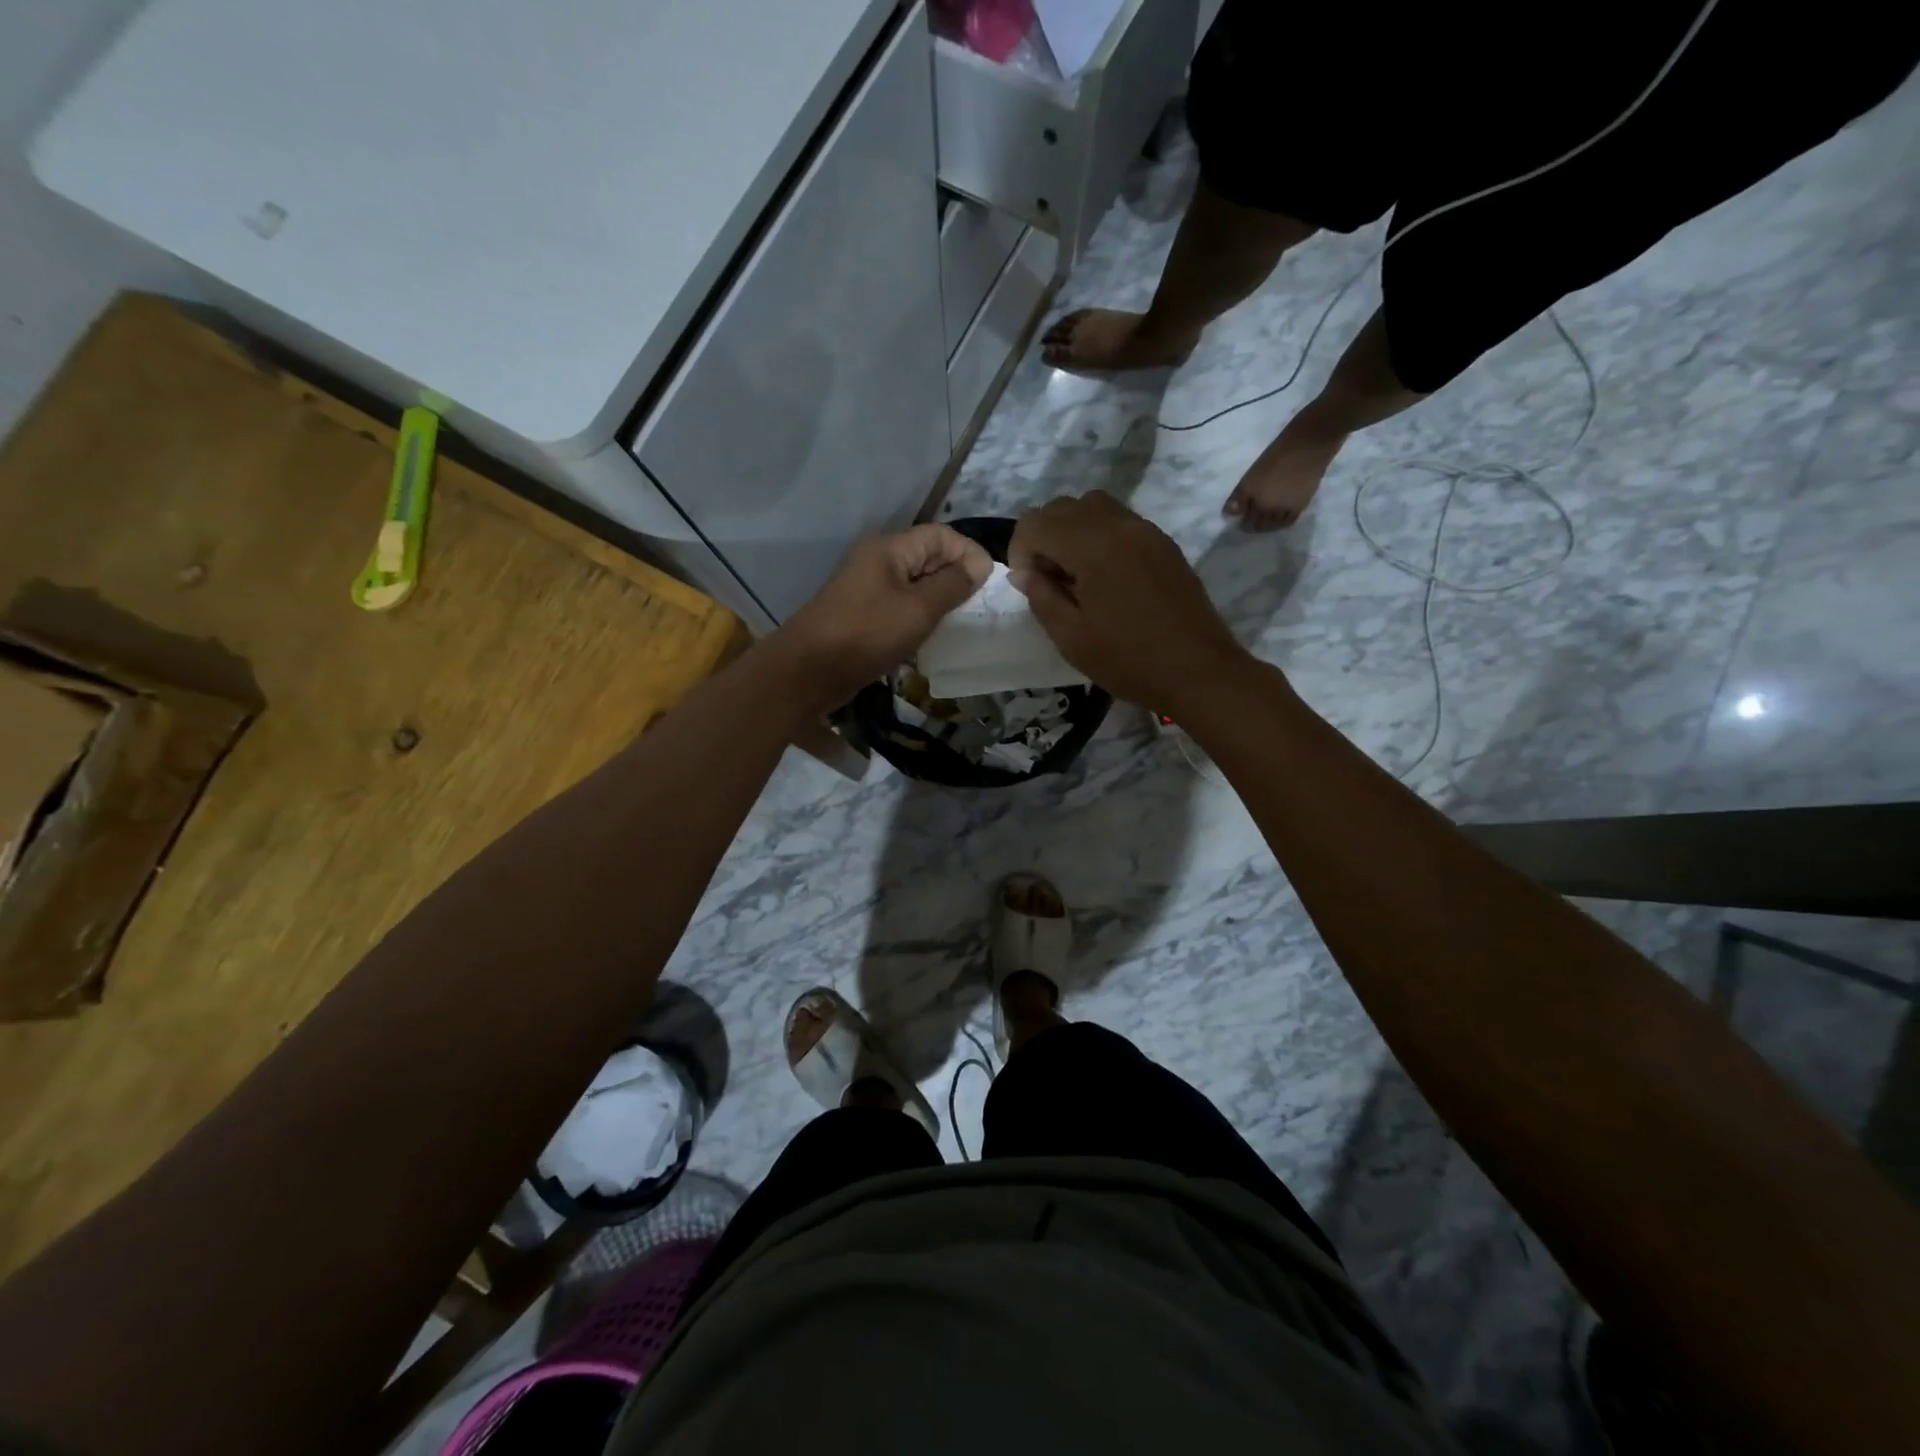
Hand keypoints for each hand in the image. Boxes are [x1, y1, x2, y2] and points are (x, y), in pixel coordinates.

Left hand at [772, 523, 992, 712]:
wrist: (808, 672)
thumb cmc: (866, 633)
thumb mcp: (918, 609)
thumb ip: (952, 585)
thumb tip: (979, 565)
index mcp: (890, 549)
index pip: (940, 535)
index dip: (968, 552)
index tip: (989, 584)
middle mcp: (879, 563)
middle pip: (928, 558)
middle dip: (957, 578)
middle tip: (980, 607)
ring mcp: (869, 591)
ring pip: (916, 587)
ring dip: (940, 602)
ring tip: (962, 624)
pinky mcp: (864, 618)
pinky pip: (901, 610)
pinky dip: (920, 620)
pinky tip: (933, 640)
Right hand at [1009, 492, 1249, 711]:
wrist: (1199, 670)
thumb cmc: (1129, 660)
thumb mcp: (1071, 637)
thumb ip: (1041, 596)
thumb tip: (1027, 572)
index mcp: (1093, 545)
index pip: (1037, 521)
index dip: (1020, 550)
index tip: (1027, 584)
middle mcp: (1120, 524)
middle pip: (1063, 507)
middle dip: (1044, 537)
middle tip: (1048, 581)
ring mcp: (1146, 530)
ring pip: (1093, 507)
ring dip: (1071, 532)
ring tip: (1075, 576)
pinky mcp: (1163, 543)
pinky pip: (1119, 522)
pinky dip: (1099, 537)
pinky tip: (1104, 578)